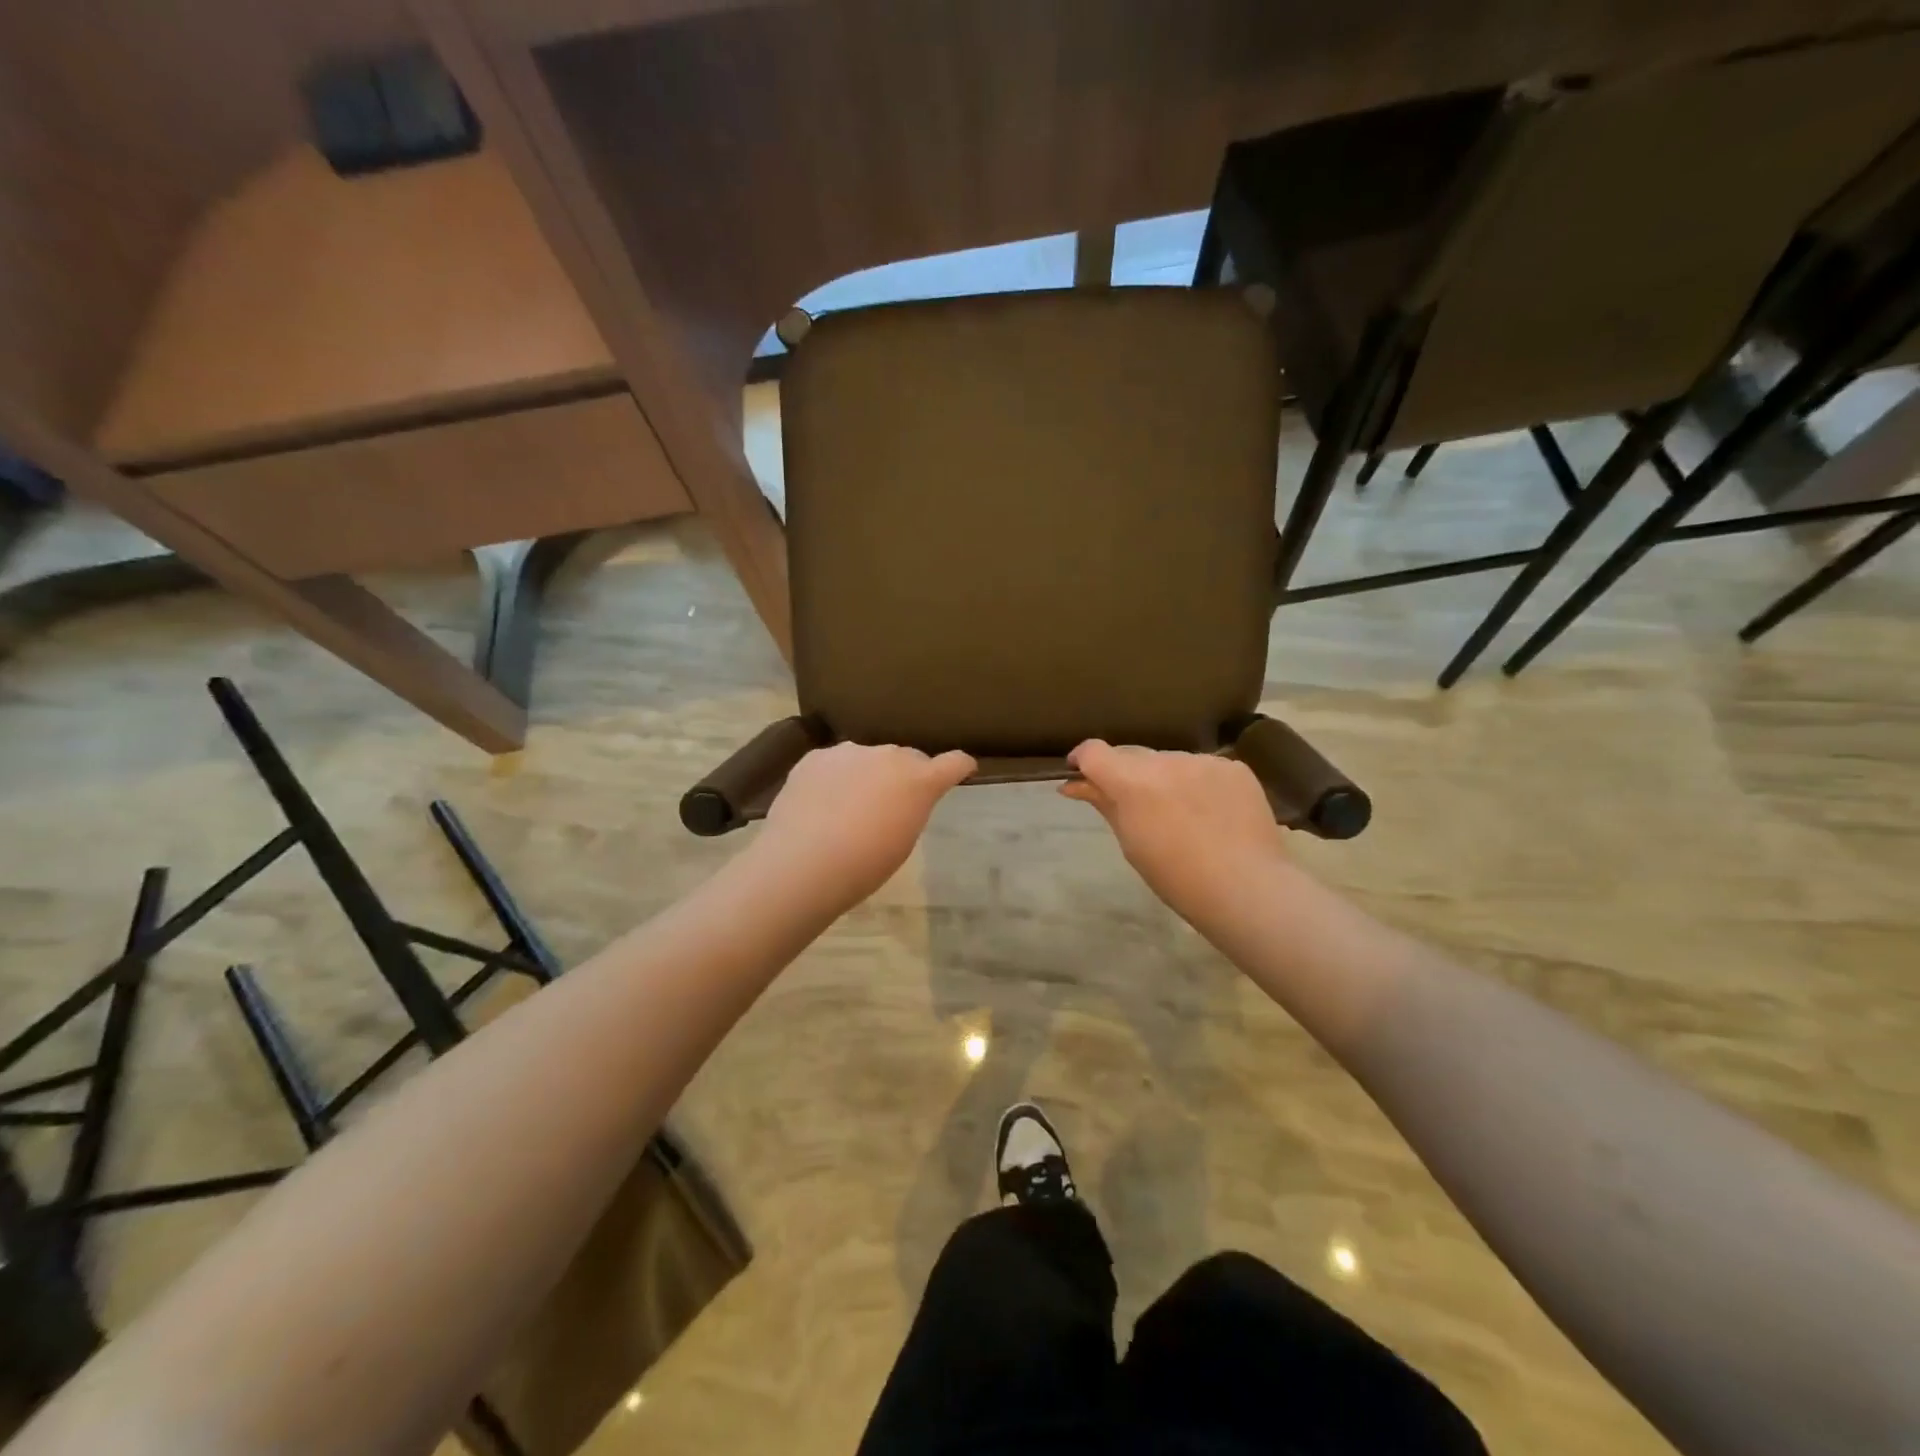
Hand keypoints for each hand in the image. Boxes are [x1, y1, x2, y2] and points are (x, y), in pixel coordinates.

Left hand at [757, 742, 975, 907]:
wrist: (803, 863)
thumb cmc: (864, 865)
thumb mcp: (902, 841)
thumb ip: (910, 809)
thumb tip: (901, 798)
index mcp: (919, 780)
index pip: (953, 763)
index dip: (960, 766)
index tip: (964, 768)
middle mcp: (889, 755)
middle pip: (906, 758)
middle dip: (905, 775)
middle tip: (891, 804)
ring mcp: (850, 752)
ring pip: (868, 758)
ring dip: (868, 774)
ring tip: (849, 807)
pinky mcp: (816, 757)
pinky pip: (835, 764)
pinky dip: (835, 778)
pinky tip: (820, 804)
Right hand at [1060, 740, 1288, 921]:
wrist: (1246, 888)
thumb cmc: (1176, 877)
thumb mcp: (1131, 843)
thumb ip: (1105, 804)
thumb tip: (1074, 785)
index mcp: (1133, 782)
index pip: (1094, 751)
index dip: (1082, 760)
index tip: (1080, 774)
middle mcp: (1166, 760)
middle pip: (1132, 755)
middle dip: (1124, 774)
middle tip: (1132, 806)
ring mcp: (1203, 761)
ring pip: (1170, 761)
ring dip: (1163, 778)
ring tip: (1178, 814)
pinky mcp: (1234, 767)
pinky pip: (1203, 768)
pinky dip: (1197, 784)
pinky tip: (1209, 813)